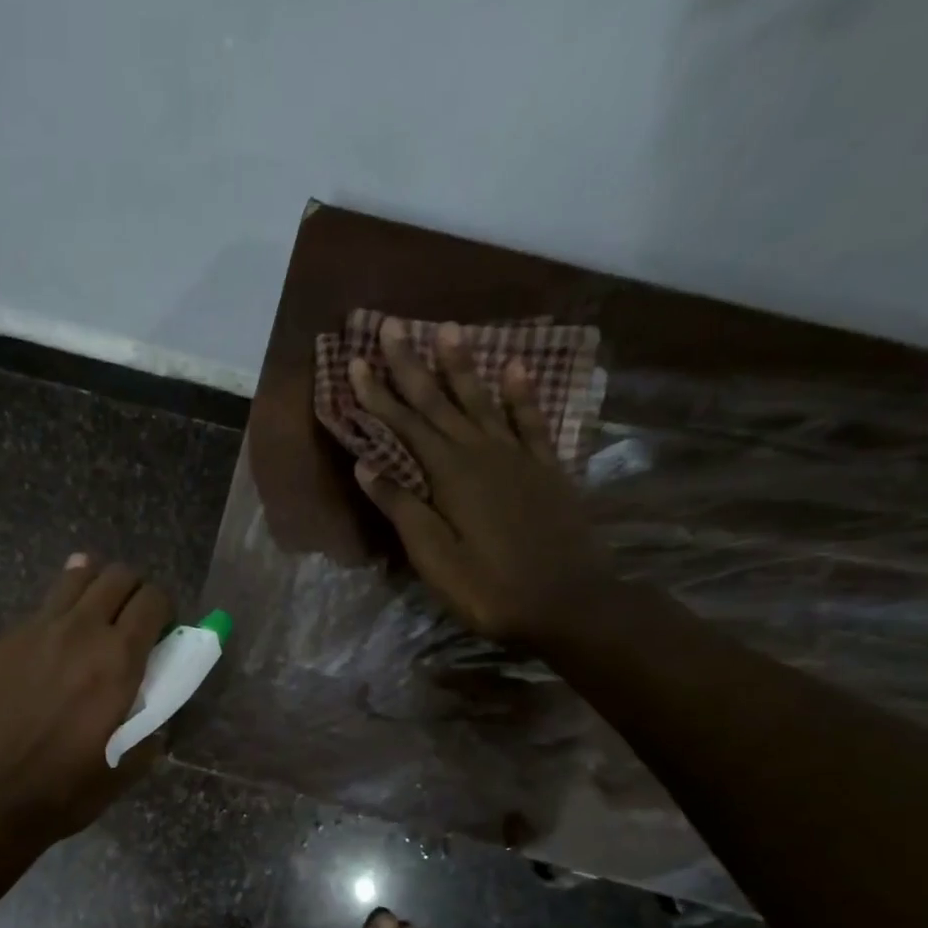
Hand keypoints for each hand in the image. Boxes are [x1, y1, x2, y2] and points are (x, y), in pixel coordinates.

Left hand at [0, 555, 171, 848]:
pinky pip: (37, 612)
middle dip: (132, 591)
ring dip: (93, 587)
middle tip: (129, 620)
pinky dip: (54, 620)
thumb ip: (150, 728)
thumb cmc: (62, 790)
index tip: (160, 631)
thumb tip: (156, 710)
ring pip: (74, 577)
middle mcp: (79, 630)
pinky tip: (45, 653)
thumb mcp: (125, 767)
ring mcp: (33, 629)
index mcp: (118, 659)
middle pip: (117, 576)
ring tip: (92, 616)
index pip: (153, 599)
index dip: (164, 609)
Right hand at [350, 318, 613, 645]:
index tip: (356, 363)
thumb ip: (402, 508)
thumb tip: (365, 466)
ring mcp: (518, 457)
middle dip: (411, 365)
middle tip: (391, 326)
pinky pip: (532, 420)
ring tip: (447, 329)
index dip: (378, 395)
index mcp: (449, 475)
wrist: (570, 601)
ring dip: (462, 366)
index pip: (405, 425)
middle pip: (439, 402)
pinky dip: (521, 393)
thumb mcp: (434, 556)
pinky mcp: (547, 468)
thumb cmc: (490, 587)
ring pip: (483, 401)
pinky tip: (513, 368)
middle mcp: (482, 453)